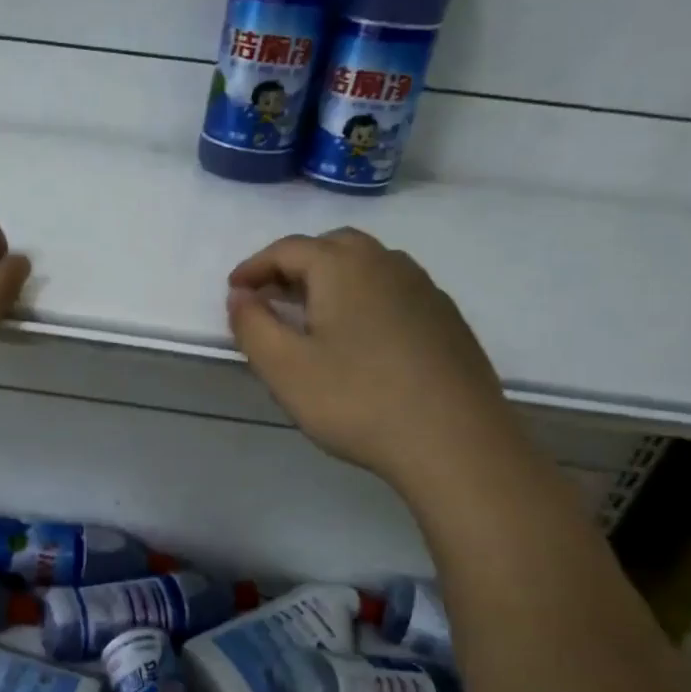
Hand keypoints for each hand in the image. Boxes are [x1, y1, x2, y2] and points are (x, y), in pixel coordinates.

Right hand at [228, 228, 514, 489]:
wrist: (456, 444)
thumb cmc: (357, 400)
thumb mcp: (283, 367)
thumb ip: (251, 324)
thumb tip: (241, 295)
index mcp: (343, 267)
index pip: (287, 249)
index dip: (254, 267)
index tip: (234, 292)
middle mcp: (386, 264)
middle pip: (331, 247)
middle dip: (295, 266)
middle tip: (271, 298)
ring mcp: (424, 290)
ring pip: (367, 266)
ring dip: (332, 280)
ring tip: (312, 316)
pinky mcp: (447, 319)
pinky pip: (393, 291)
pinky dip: (364, 298)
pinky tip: (360, 339)